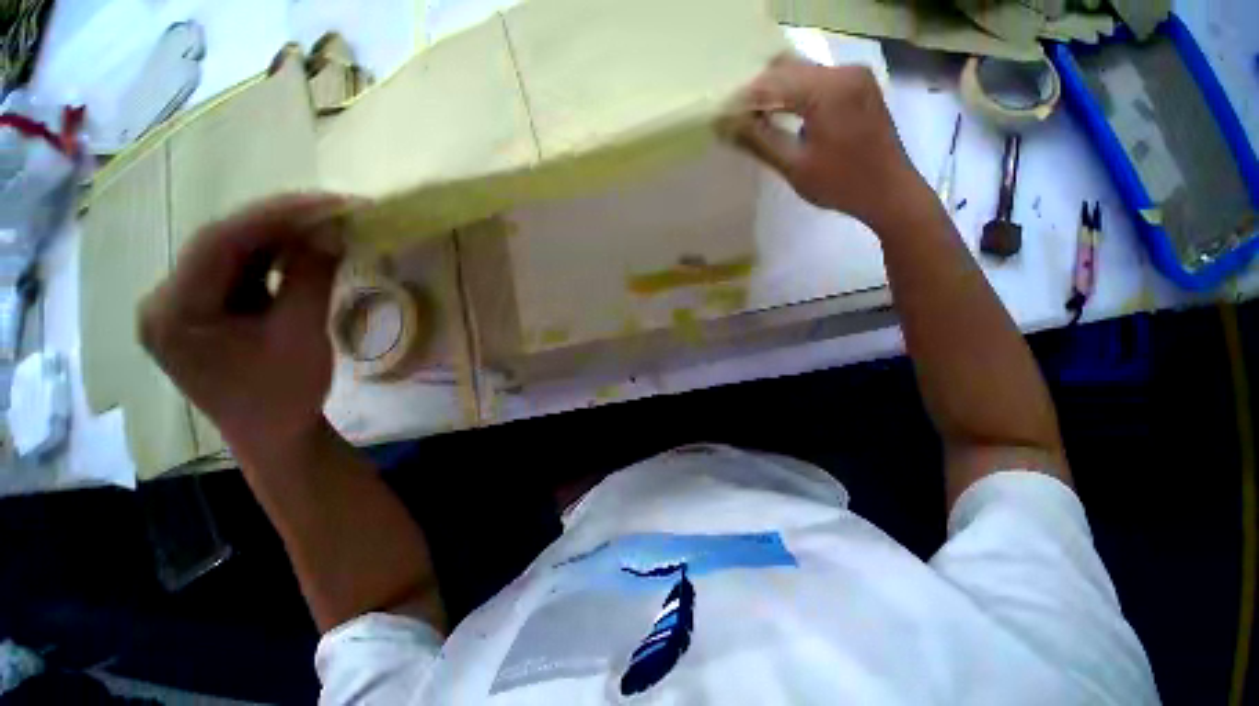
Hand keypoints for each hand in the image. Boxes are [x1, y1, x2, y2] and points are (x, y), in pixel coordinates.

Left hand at [138, 194, 346, 453]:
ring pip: (230, 253)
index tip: (329, 204)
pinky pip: (237, 271)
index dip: (276, 215)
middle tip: (334, 210)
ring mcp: (181, 304)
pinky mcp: (201, 310)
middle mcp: (165, 300)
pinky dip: (273, 258)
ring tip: (326, 226)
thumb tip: (331, 231)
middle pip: (222, 243)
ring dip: (280, 237)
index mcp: (173, 312)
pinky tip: (304, 251)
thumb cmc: (285, 395)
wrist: (274, 435)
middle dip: (281, 222)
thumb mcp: (301, 336)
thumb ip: (310, 279)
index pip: (219, 242)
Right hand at [728, 56, 927, 229]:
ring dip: (775, 91)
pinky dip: (795, 93)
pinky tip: (782, 114)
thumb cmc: (841, 184)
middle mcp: (842, 71)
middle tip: (736, 120)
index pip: (771, 83)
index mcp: (827, 90)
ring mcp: (854, 76)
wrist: (890, 191)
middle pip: (786, 68)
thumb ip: (759, 141)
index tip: (720, 119)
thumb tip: (726, 127)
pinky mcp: (859, 85)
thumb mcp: (794, 166)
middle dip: (756, 91)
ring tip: (754, 119)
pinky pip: (817, 80)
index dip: (742, 100)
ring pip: (801, 71)